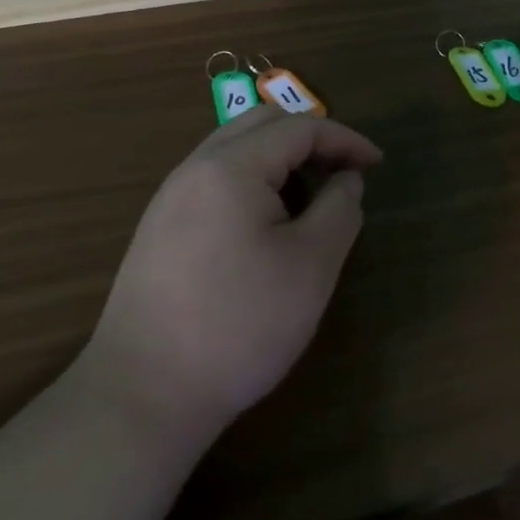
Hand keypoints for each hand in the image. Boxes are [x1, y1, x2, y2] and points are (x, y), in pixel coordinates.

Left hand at [83, 108, 382, 445]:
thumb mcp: (311, 266)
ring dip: (280, 159)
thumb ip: (339, 210)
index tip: (376, 164)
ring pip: (235, 149)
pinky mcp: (159, 228)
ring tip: (309, 199)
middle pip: (261, 124)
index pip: (299, 128)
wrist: (142, 395)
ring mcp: (170, 197)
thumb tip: (346, 179)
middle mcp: (195, 168)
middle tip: (343, 172)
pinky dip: (252, 181)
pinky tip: (266, 225)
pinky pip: (215, 179)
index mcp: (231, 167)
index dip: (345, 139)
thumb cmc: (239, 325)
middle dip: (311, 139)